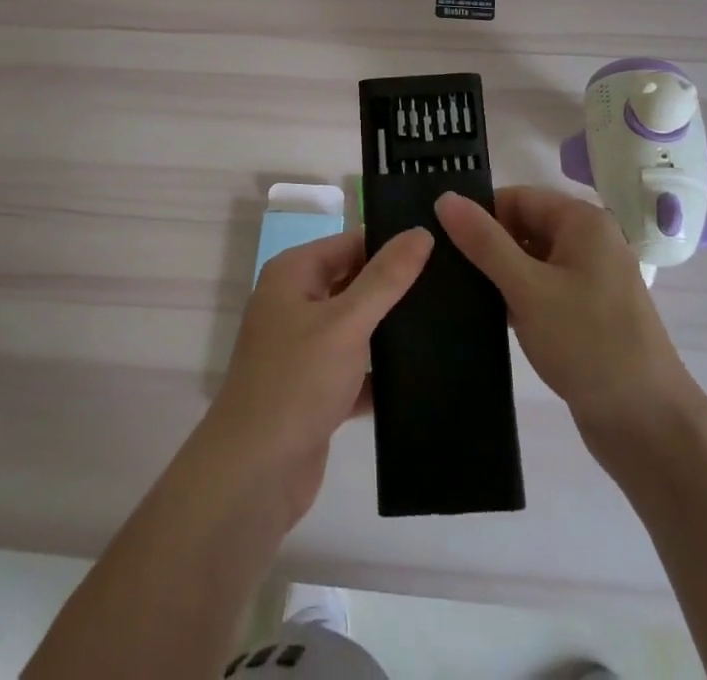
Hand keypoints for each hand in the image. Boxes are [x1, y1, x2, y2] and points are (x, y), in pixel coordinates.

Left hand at [203, 226, 433, 525]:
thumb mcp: (347, 322)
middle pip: (354, 282)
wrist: (254, 476)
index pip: (351, 243)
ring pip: (357, 327)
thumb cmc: (297, 382)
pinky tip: (425, 372)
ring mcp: (304, 349)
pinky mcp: (316, 390)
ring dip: (391, 329)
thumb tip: (421, 231)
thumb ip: (386, 277)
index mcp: (293, 274)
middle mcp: (295, 304)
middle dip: (395, 286)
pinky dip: (382, 371)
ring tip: (449, 321)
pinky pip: (357, 367)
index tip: (441, 247)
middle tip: (452, 282)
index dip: (391, 243)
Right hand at [436, 186, 688, 436]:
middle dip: (486, 247)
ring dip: (498, 276)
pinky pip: (541, 289)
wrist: (648, 425)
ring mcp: (589, 278)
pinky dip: (516, 298)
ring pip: (529, 261)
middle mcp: (588, 241)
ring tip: (453, 293)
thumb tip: (445, 197)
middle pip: (522, 227)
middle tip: (441, 270)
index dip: (479, 215)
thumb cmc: (588, 344)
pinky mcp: (585, 312)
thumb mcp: (528, 288)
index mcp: (581, 221)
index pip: (515, 198)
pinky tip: (484, 317)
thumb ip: (484, 242)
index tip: (439, 241)